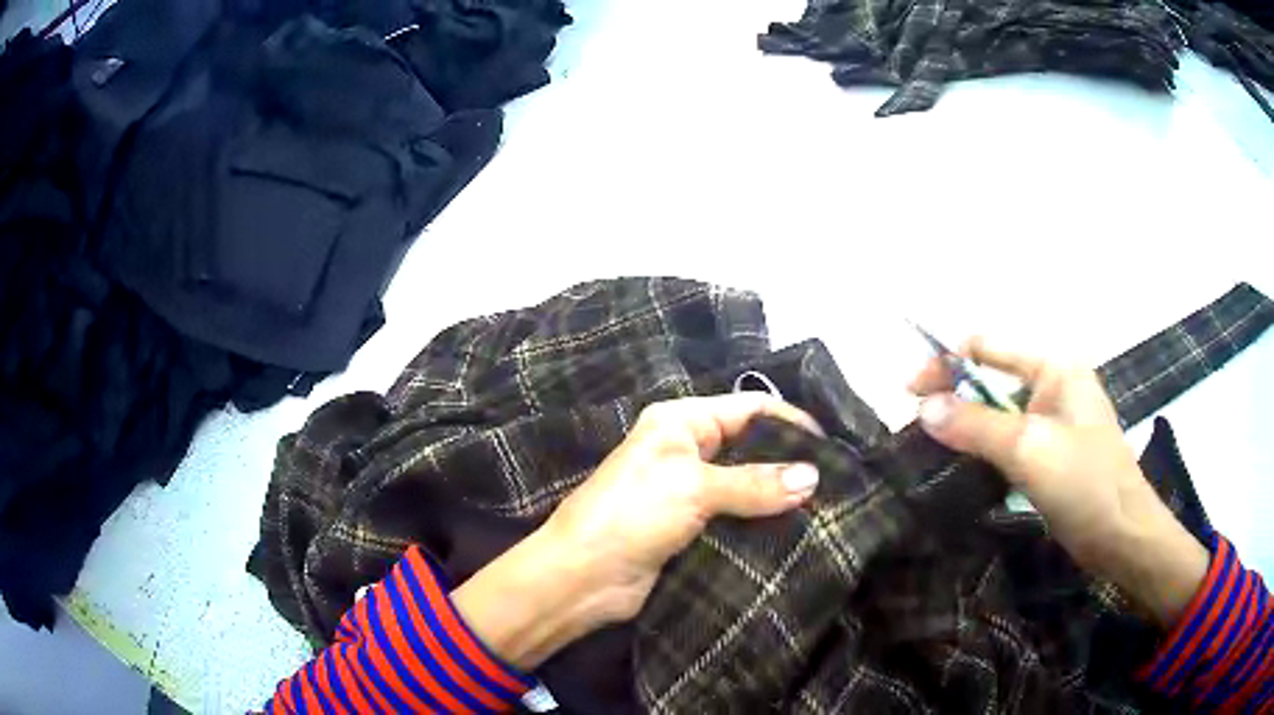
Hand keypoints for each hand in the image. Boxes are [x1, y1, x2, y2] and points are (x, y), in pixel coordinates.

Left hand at [452, 393, 822, 668]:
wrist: (583, 577)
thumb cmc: (632, 514)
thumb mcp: (694, 488)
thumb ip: (755, 483)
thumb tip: (814, 478)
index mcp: (681, 423)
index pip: (748, 408)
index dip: (790, 420)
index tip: (833, 445)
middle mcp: (689, 452)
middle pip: (751, 448)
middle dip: (790, 463)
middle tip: (838, 482)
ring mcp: (691, 494)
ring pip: (748, 487)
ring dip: (780, 498)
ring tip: (829, 509)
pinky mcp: (694, 531)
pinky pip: (738, 520)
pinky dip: (764, 525)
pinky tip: (799, 534)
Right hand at [909, 337, 1208, 626]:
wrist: (1123, 537)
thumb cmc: (1085, 483)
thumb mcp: (1030, 450)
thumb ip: (976, 426)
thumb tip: (923, 408)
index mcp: (1055, 367)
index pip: (989, 348)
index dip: (947, 363)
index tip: (912, 394)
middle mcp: (1054, 387)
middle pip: (992, 380)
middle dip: (954, 399)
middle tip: (917, 429)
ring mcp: (1055, 424)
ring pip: (999, 416)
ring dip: (967, 428)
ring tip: (933, 452)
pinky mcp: (1053, 457)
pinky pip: (1010, 444)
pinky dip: (984, 452)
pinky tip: (964, 470)